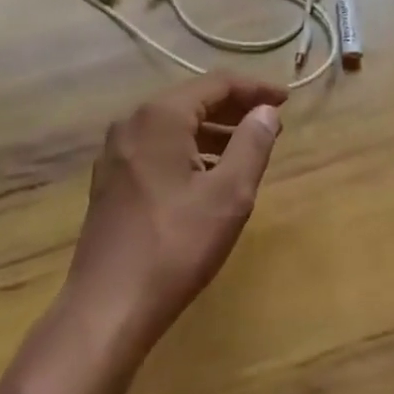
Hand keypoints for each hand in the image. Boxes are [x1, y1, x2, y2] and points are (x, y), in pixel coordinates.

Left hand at [62, 72, 287, 359]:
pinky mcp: (110, 178)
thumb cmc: (175, 246)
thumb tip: (266, 111)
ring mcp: (116, 151)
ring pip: (174, 125)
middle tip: (271, 123)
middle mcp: (133, 122)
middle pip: (193, 100)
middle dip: (235, 109)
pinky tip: (209, 174)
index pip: (216, 84)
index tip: (287, 100)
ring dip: (213, 131)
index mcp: (160, 115)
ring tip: (248, 148)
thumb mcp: (228, 195)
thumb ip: (252, 144)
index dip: (255, 88)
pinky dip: (189, 149)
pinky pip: (158, 147)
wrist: (107, 308)